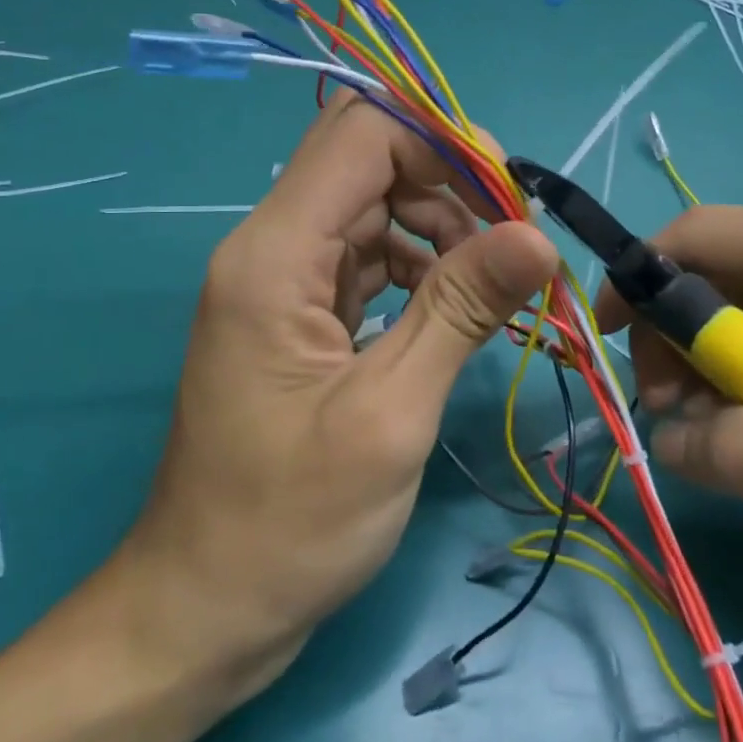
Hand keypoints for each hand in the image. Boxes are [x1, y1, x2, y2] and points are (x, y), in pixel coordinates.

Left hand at [121, 94, 555, 686]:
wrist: (205, 607)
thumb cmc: (291, 525)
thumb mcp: (390, 414)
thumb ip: (461, 310)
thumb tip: (537, 237)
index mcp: (274, 255)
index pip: (363, 133)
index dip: (442, 144)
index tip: (509, 198)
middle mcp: (270, 247)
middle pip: (366, 159)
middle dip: (446, 181)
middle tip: (512, 238)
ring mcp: (281, 279)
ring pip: (371, 204)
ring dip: (437, 225)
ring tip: (490, 283)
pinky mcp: (297, 310)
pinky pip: (364, 254)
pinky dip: (416, 264)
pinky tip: (451, 308)